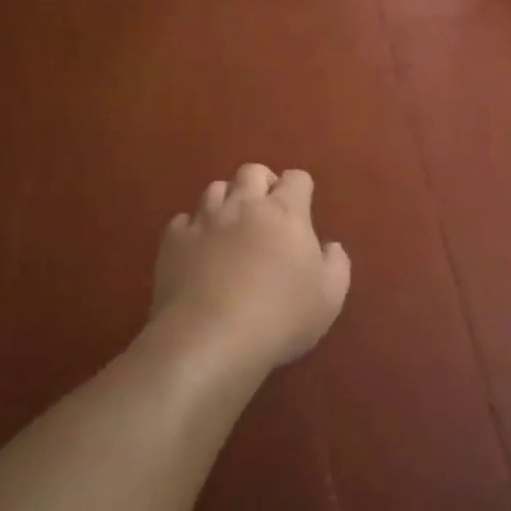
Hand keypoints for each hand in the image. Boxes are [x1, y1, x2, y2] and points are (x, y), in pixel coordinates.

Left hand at [153, 164, 350, 369]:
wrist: (211, 339)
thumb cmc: (280, 317)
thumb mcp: (329, 298)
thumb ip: (336, 264)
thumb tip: (330, 246)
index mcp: (285, 212)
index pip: (296, 178)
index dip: (300, 189)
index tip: (301, 209)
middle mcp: (244, 205)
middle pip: (252, 171)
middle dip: (261, 183)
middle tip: (266, 211)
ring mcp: (205, 220)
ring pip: (215, 189)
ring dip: (226, 201)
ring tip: (231, 226)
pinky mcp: (174, 241)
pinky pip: (183, 220)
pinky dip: (193, 228)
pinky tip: (198, 249)